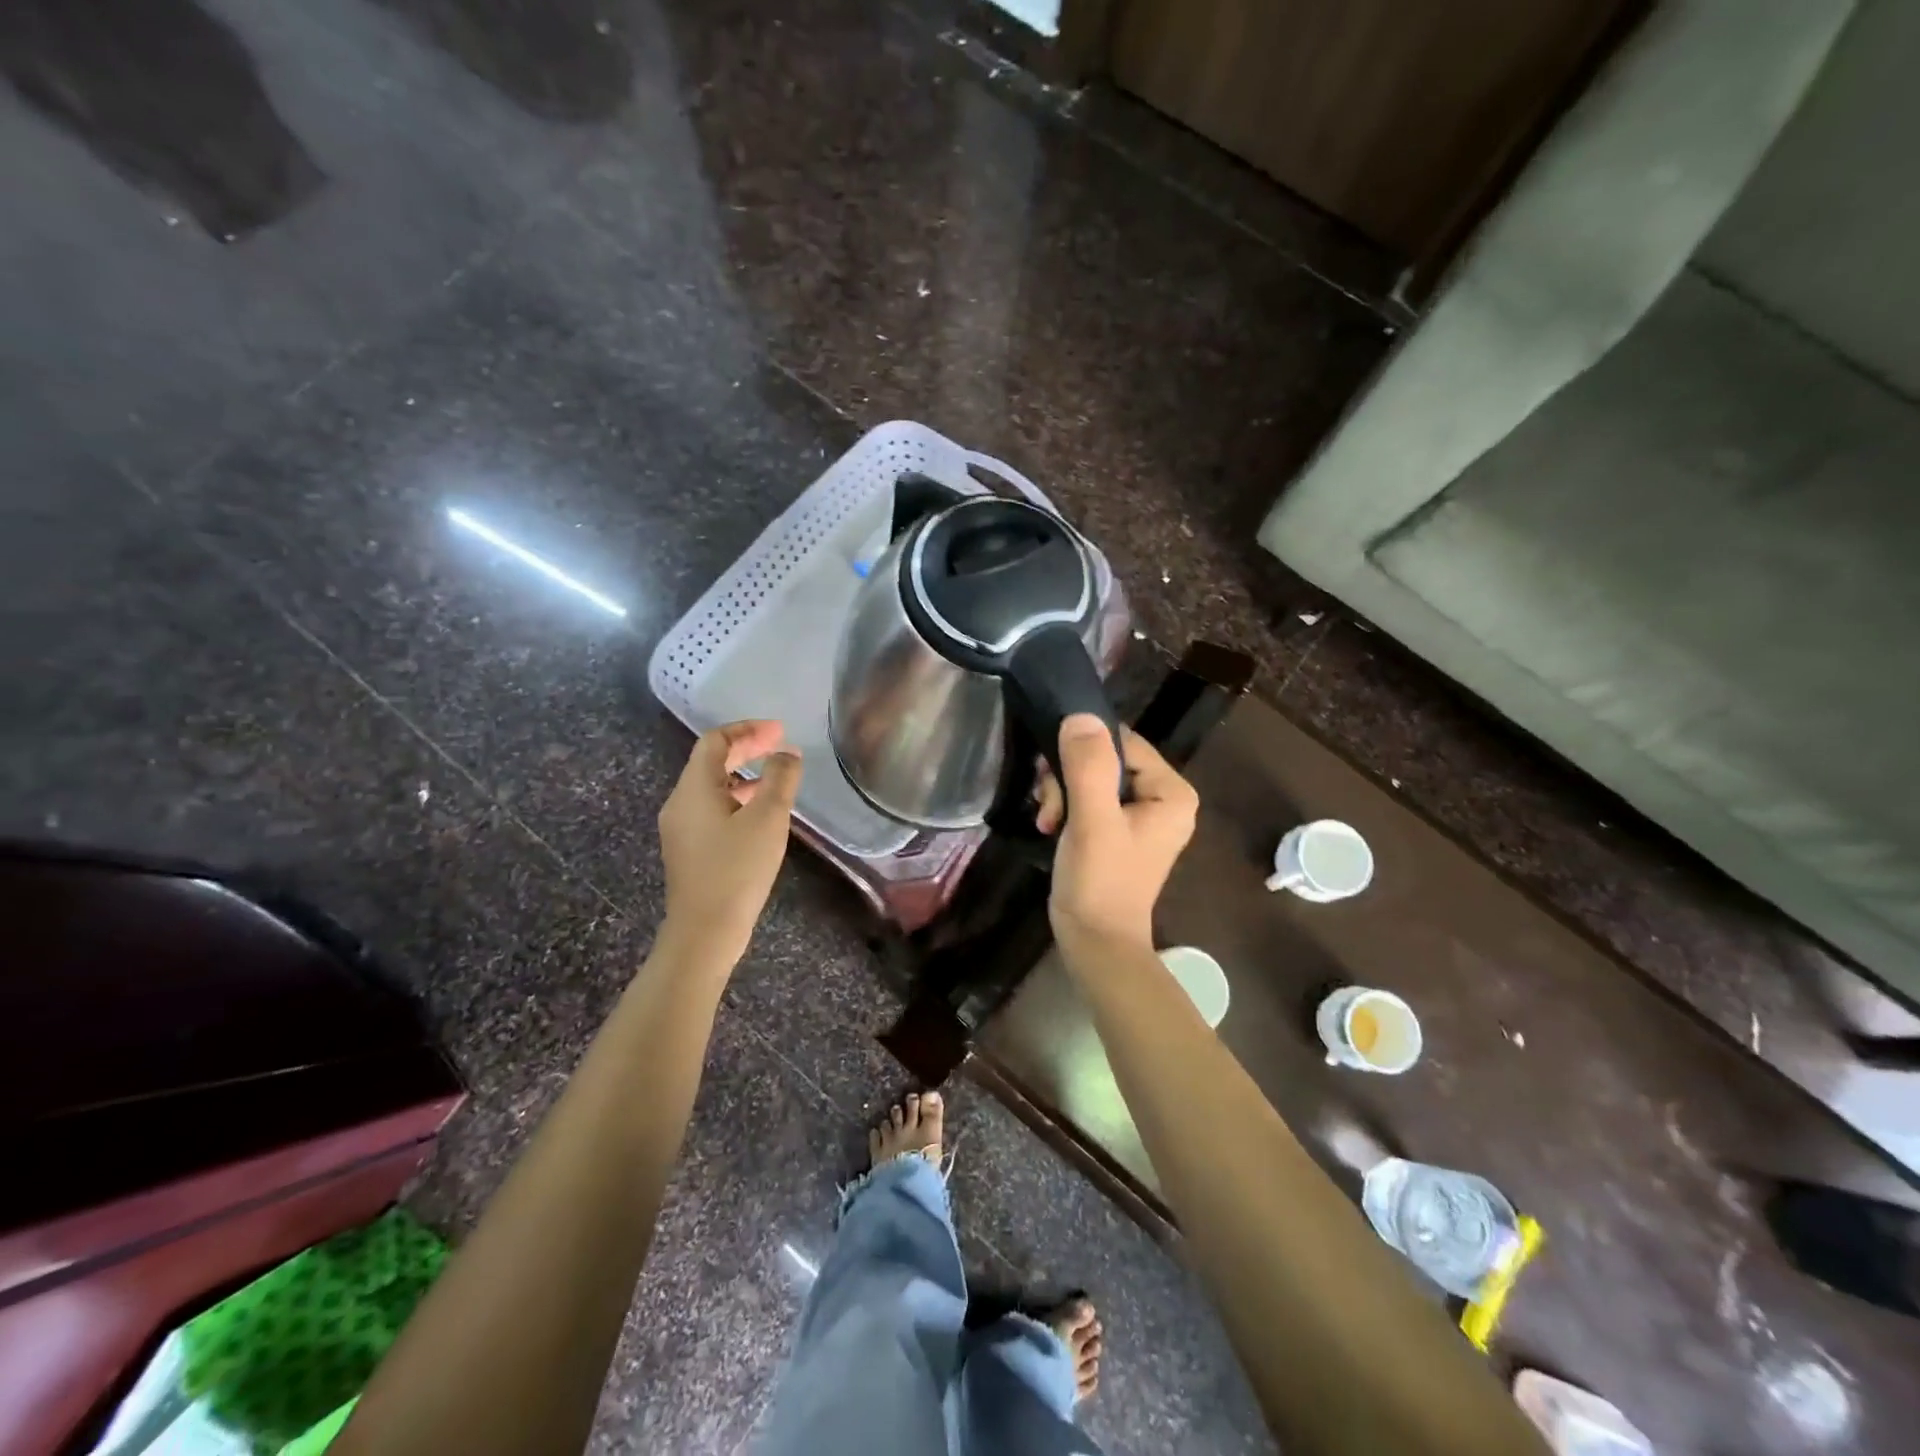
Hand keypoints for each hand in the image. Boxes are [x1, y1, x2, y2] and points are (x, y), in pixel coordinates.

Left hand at [657, 720, 802, 962]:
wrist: (705, 931)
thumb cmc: (737, 869)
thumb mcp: (767, 818)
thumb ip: (780, 778)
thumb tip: (786, 754)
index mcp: (694, 788)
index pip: (715, 741)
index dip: (748, 729)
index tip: (780, 731)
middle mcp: (680, 803)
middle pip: (710, 762)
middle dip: (746, 750)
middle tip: (780, 747)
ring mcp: (681, 829)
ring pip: (711, 788)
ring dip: (743, 776)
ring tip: (776, 779)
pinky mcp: (689, 851)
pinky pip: (712, 810)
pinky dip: (736, 800)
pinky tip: (760, 816)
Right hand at [1038, 715, 1197, 952]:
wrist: (1095, 944)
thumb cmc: (1100, 882)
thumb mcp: (1092, 820)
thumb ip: (1088, 766)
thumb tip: (1079, 715)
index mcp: (1171, 792)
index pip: (1122, 742)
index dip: (1082, 753)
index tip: (1052, 778)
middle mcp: (1163, 798)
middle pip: (1105, 760)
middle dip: (1068, 778)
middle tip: (1048, 808)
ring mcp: (1141, 815)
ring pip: (1091, 777)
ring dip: (1061, 794)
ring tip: (1047, 821)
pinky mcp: (1119, 830)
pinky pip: (1089, 798)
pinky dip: (1066, 809)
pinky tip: (1050, 827)